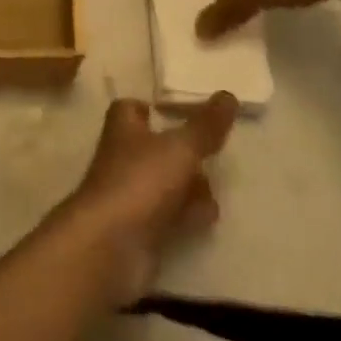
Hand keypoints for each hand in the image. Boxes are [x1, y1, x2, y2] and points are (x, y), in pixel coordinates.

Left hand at [57, 93, 236, 304]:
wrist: (111, 246)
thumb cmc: (141, 181)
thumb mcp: (180, 148)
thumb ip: (206, 126)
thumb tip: (229, 94)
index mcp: (124, 127)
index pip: (132, 108)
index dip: (153, 108)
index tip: (181, 112)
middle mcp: (123, 156)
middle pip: (153, 147)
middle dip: (182, 151)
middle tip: (212, 152)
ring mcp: (130, 194)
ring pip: (163, 182)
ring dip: (188, 185)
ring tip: (215, 187)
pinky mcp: (140, 229)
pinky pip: (168, 215)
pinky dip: (187, 214)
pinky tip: (208, 217)